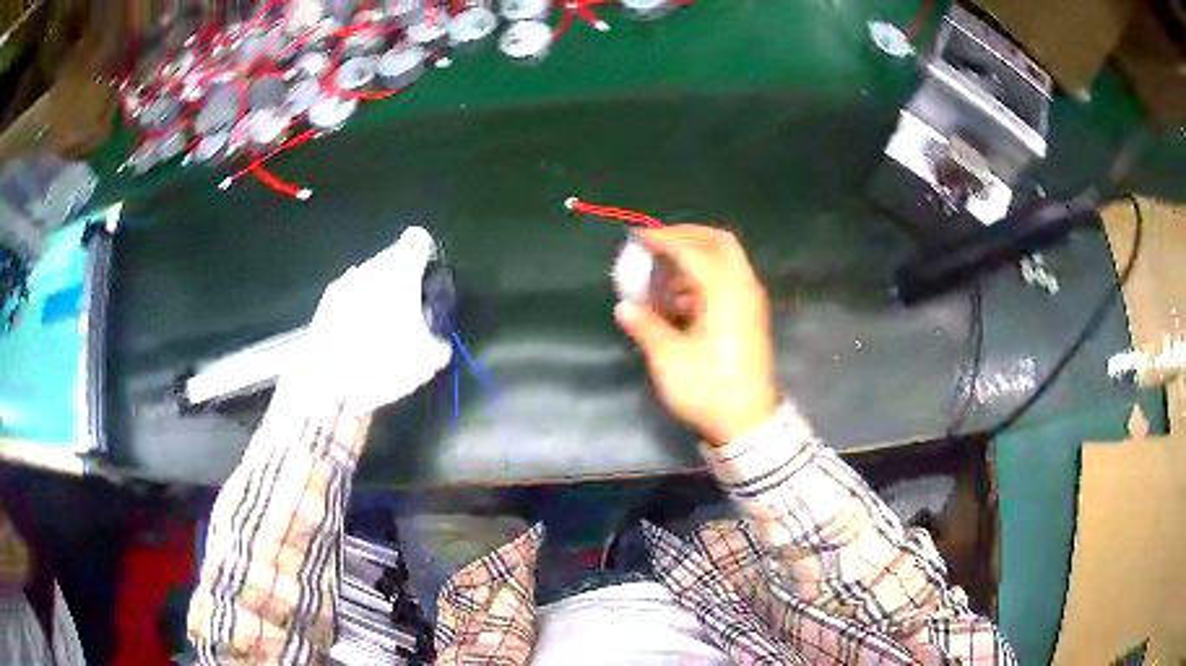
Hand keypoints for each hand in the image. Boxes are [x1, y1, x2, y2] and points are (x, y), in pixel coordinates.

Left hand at [276, 226, 452, 415]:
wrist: (326, 381)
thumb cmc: (382, 360)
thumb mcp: (427, 361)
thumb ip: (438, 345)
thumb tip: (438, 345)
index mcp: (400, 269)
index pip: (418, 240)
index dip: (426, 257)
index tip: (428, 281)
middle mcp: (371, 266)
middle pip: (392, 260)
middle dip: (401, 282)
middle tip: (409, 315)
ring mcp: (344, 283)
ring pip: (368, 280)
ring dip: (377, 298)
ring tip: (381, 334)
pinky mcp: (324, 304)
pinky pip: (349, 299)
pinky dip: (356, 313)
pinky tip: (358, 343)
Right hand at [614, 225, 777, 445]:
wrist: (747, 422)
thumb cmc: (709, 389)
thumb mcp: (670, 359)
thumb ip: (647, 327)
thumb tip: (624, 308)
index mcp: (725, 293)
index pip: (693, 249)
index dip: (664, 238)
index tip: (639, 237)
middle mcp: (743, 288)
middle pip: (719, 242)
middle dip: (687, 235)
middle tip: (658, 243)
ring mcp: (751, 302)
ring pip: (726, 260)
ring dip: (695, 257)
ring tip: (663, 274)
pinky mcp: (751, 316)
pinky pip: (728, 279)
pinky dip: (704, 276)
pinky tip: (681, 298)